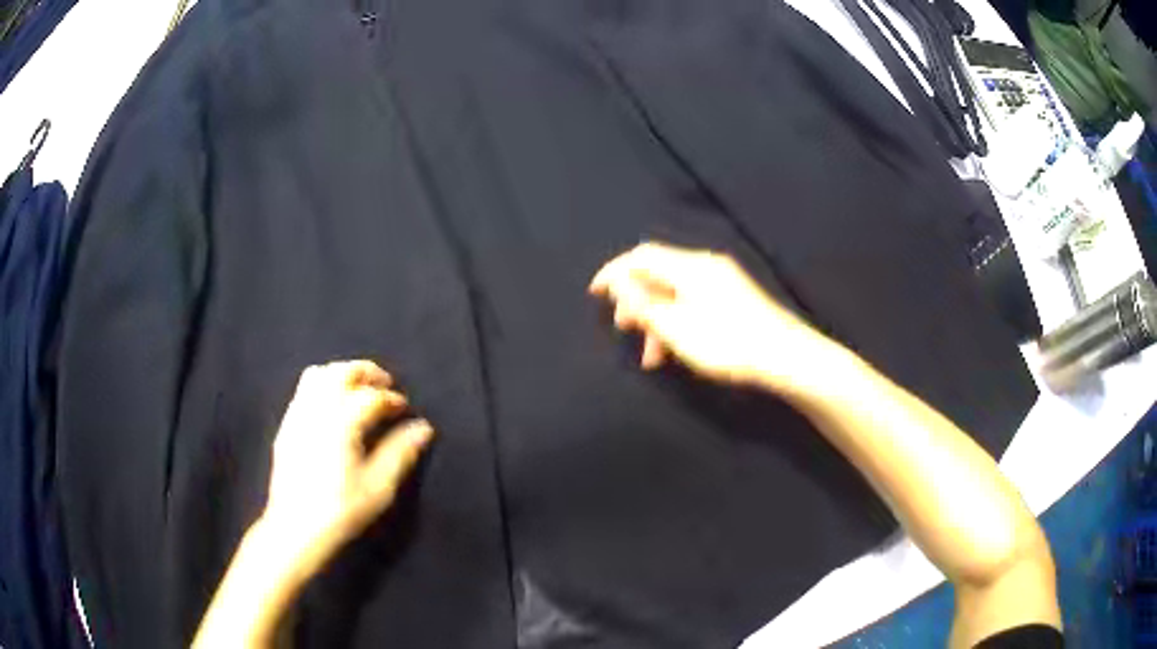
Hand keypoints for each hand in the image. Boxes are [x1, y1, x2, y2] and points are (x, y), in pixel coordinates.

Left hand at [262, 360, 433, 572]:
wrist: (296, 528)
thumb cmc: (341, 510)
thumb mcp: (379, 487)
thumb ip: (400, 453)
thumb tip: (423, 428)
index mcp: (340, 423)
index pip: (370, 397)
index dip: (391, 398)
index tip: (405, 408)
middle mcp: (316, 410)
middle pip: (341, 372)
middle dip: (366, 372)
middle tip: (385, 383)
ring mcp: (297, 415)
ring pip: (318, 375)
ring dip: (342, 374)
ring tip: (359, 388)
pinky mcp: (286, 426)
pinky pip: (303, 390)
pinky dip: (323, 385)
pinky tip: (333, 405)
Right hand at [589, 242, 831, 392]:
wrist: (785, 356)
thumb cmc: (728, 343)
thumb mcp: (677, 328)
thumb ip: (644, 304)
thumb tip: (618, 283)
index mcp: (690, 267)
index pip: (642, 256)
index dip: (614, 271)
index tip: (594, 293)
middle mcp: (706, 266)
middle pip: (658, 273)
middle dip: (636, 300)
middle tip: (624, 328)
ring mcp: (723, 281)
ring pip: (676, 292)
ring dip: (657, 319)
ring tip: (651, 356)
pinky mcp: (734, 298)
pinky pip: (693, 302)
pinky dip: (678, 321)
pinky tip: (676, 349)